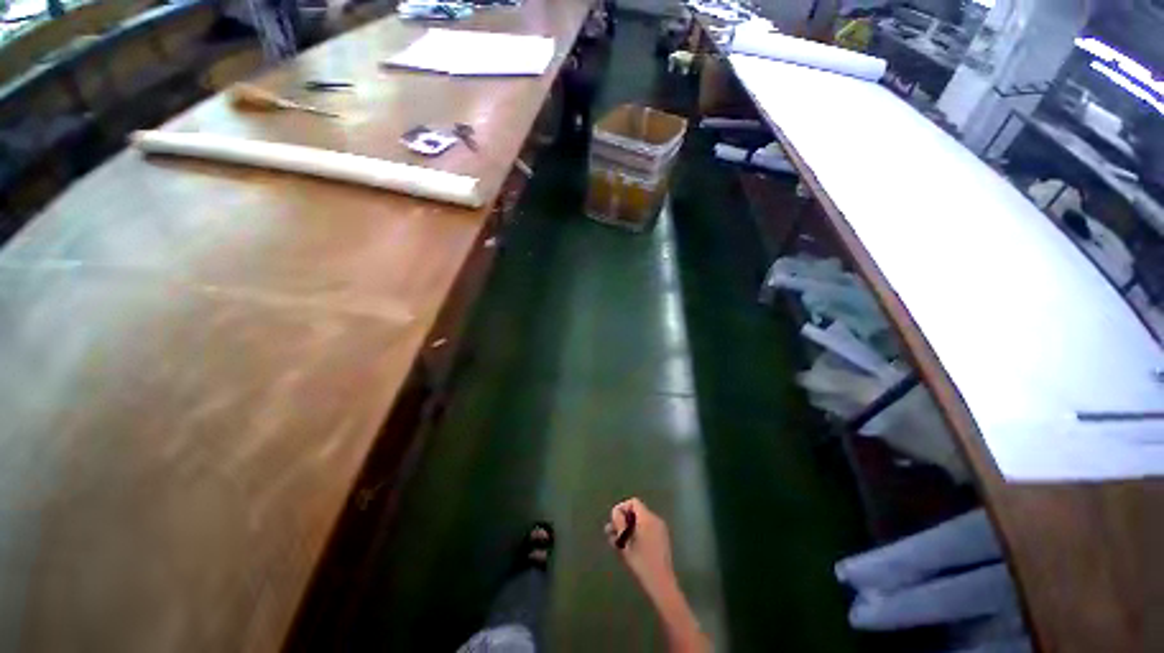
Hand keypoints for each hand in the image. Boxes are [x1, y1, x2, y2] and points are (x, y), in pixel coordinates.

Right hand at [605, 498, 677, 599]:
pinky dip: (637, 534)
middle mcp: (656, 520)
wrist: (661, 583)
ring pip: (641, 522)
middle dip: (623, 520)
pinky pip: (647, 530)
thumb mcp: (625, 542)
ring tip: (616, 541)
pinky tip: (628, 547)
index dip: (622, 508)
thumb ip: (619, 523)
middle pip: (637, 512)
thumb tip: (616, 512)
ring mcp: (660, 530)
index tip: (613, 520)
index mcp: (648, 518)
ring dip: (628, 528)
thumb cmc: (641, 562)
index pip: (633, 502)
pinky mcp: (662, 540)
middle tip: (610, 532)